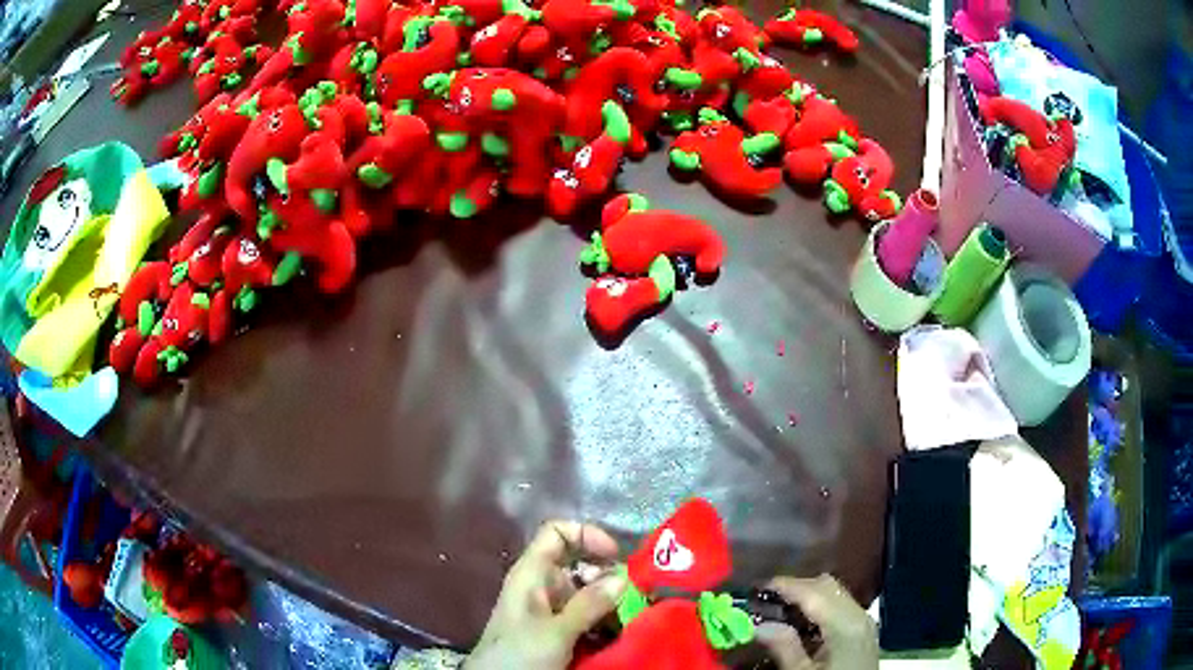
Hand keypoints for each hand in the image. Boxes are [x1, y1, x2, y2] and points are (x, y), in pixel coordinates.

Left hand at [465, 521, 627, 669]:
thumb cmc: (519, 654)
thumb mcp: (556, 631)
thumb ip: (589, 604)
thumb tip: (623, 577)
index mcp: (532, 574)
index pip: (557, 534)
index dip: (586, 535)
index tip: (616, 556)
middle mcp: (541, 586)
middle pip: (580, 566)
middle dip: (609, 578)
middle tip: (636, 595)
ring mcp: (549, 610)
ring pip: (587, 594)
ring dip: (610, 604)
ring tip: (632, 617)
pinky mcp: (557, 632)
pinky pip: (586, 617)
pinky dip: (604, 622)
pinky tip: (619, 633)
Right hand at [755, 575, 878, 669]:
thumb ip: (784, 647)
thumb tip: (758, 625)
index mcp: (844, 625)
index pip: (813, 592)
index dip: (784, 585)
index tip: (756, 587)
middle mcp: (858, 614)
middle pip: (825, 585)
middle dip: (794, 587)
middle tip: (764, 600)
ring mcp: (863, 620)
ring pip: (834, 592)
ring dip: (807, 594)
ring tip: (779, 609)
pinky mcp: (862, 629)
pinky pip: (840, 604)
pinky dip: (819, 604)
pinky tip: (801, 621)